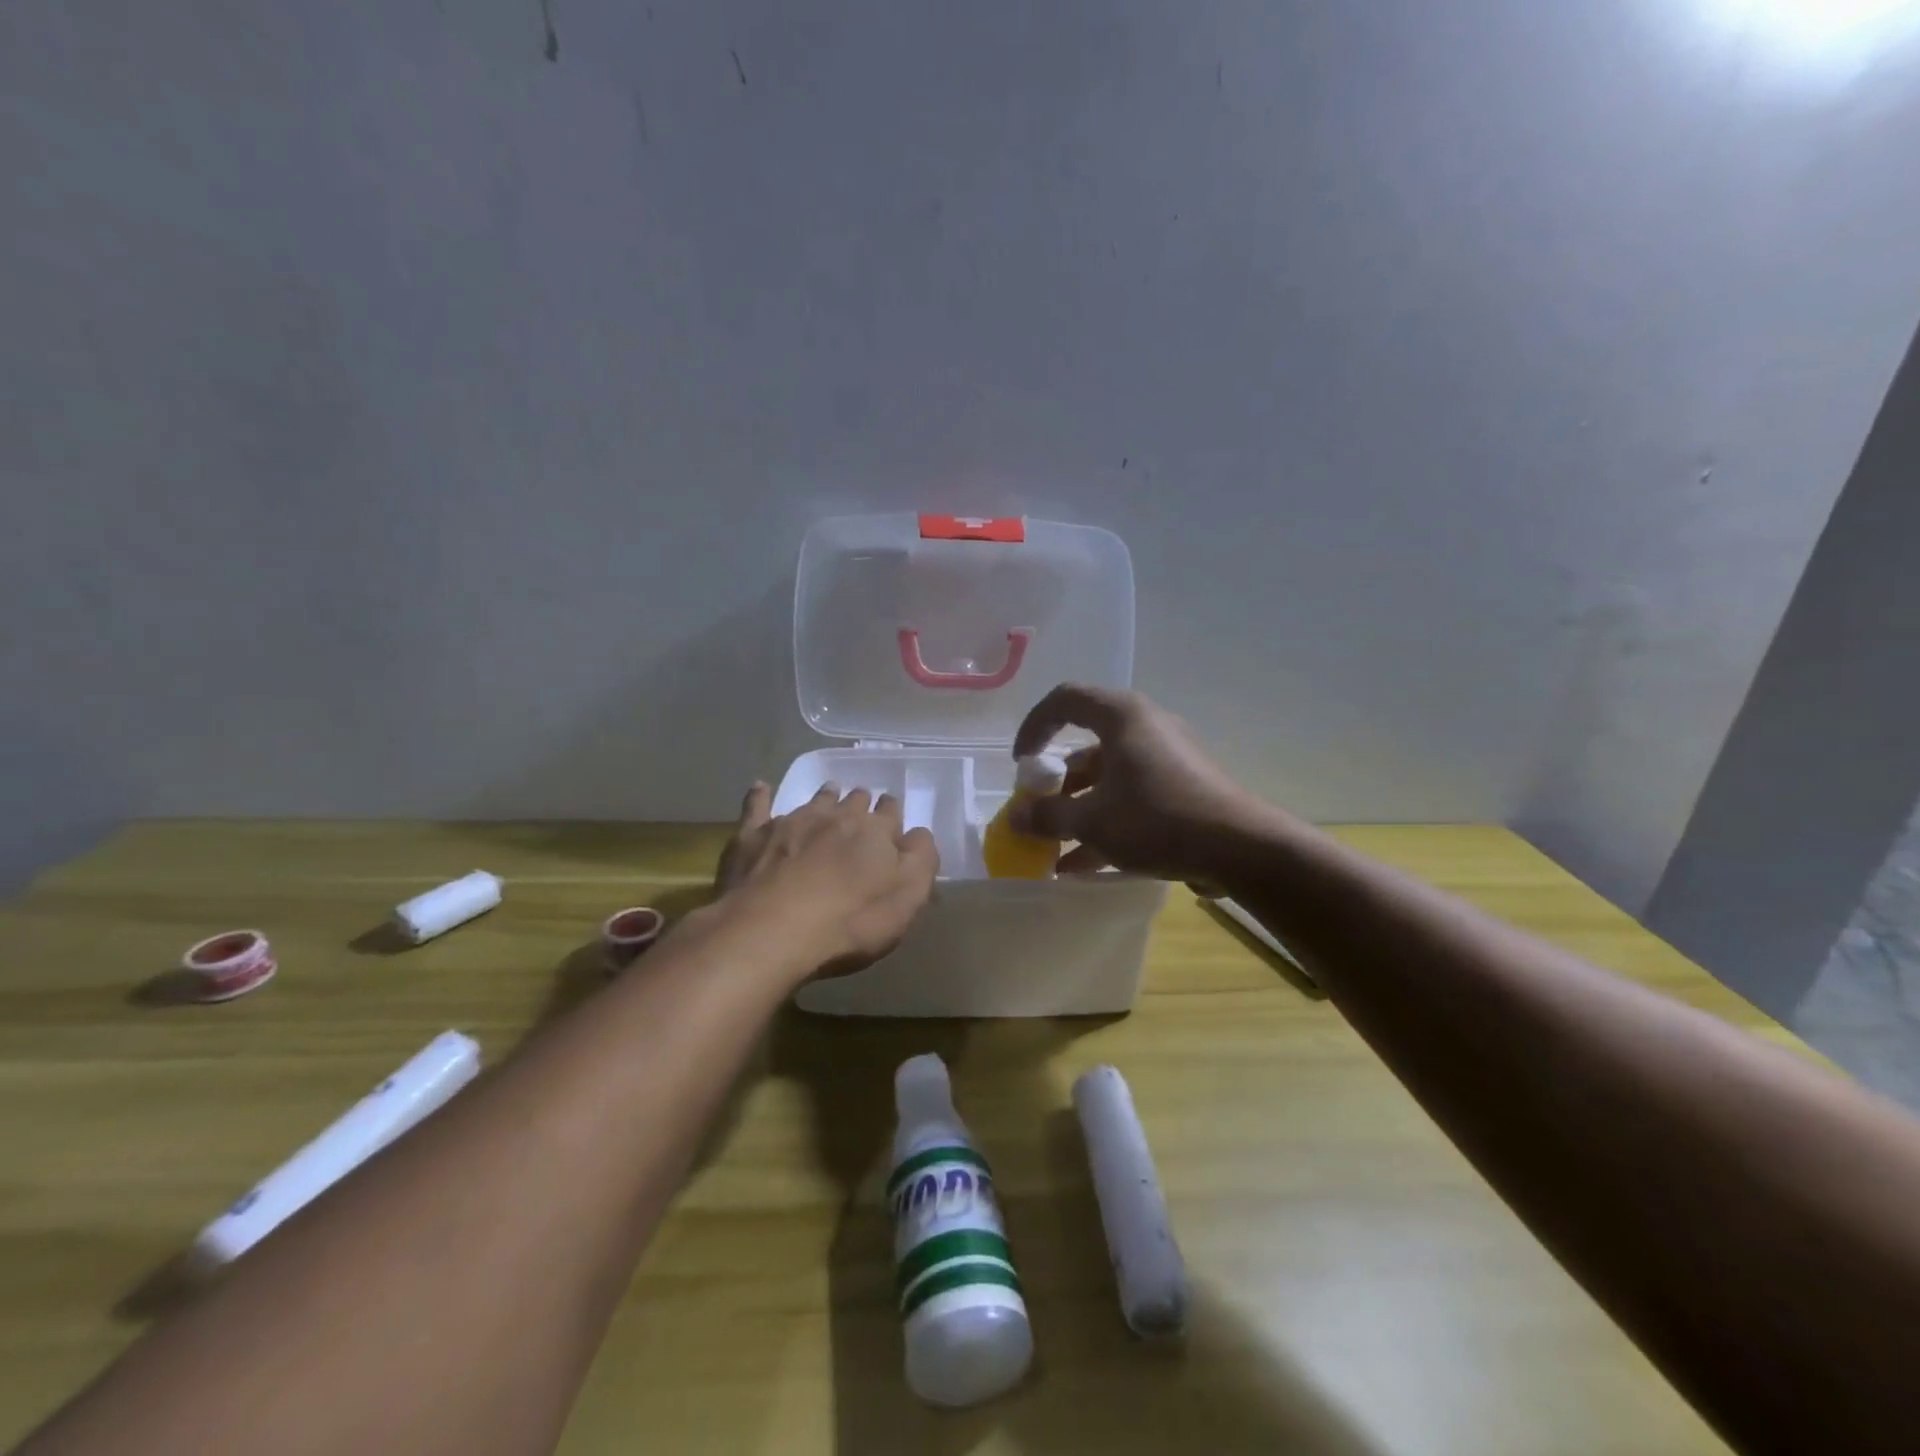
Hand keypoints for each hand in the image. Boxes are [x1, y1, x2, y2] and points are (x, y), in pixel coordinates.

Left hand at [713, 782, 939, 978]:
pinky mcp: (753, 836)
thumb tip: (918, 834)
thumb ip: (921, 859)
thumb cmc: (851, 920)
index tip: (892, 817)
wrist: (773, 929)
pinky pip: (757, 807)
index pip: (890, 813)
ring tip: (830, 792)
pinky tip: (760, 787)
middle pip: (854, 802)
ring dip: (826, 797)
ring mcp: (792, 822)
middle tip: (861, 807)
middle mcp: (836, 816)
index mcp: (875, 831)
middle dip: (860, 803)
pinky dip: (760, 796)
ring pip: (815, 801)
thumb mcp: (908, 898)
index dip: (892, 815)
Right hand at [1009, 685, 1267, 881]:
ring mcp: (1167, 759)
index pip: (1065, 700)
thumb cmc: (1158, 819)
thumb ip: (1048, 816)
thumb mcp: (1093, 820)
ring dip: (1078, 811)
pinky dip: (1106, 823)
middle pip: (1087, 747)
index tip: (1021, 764)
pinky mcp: (1182, 789)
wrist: (1242, 849)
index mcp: (1122, 717)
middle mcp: (1145, 728)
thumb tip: (1015, 818)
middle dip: (1056, 785)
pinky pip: (1132, 798)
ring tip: (1053, 849)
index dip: (1035, 726)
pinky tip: (1083, 865)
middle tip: (1038, 813)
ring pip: (1109, 779)